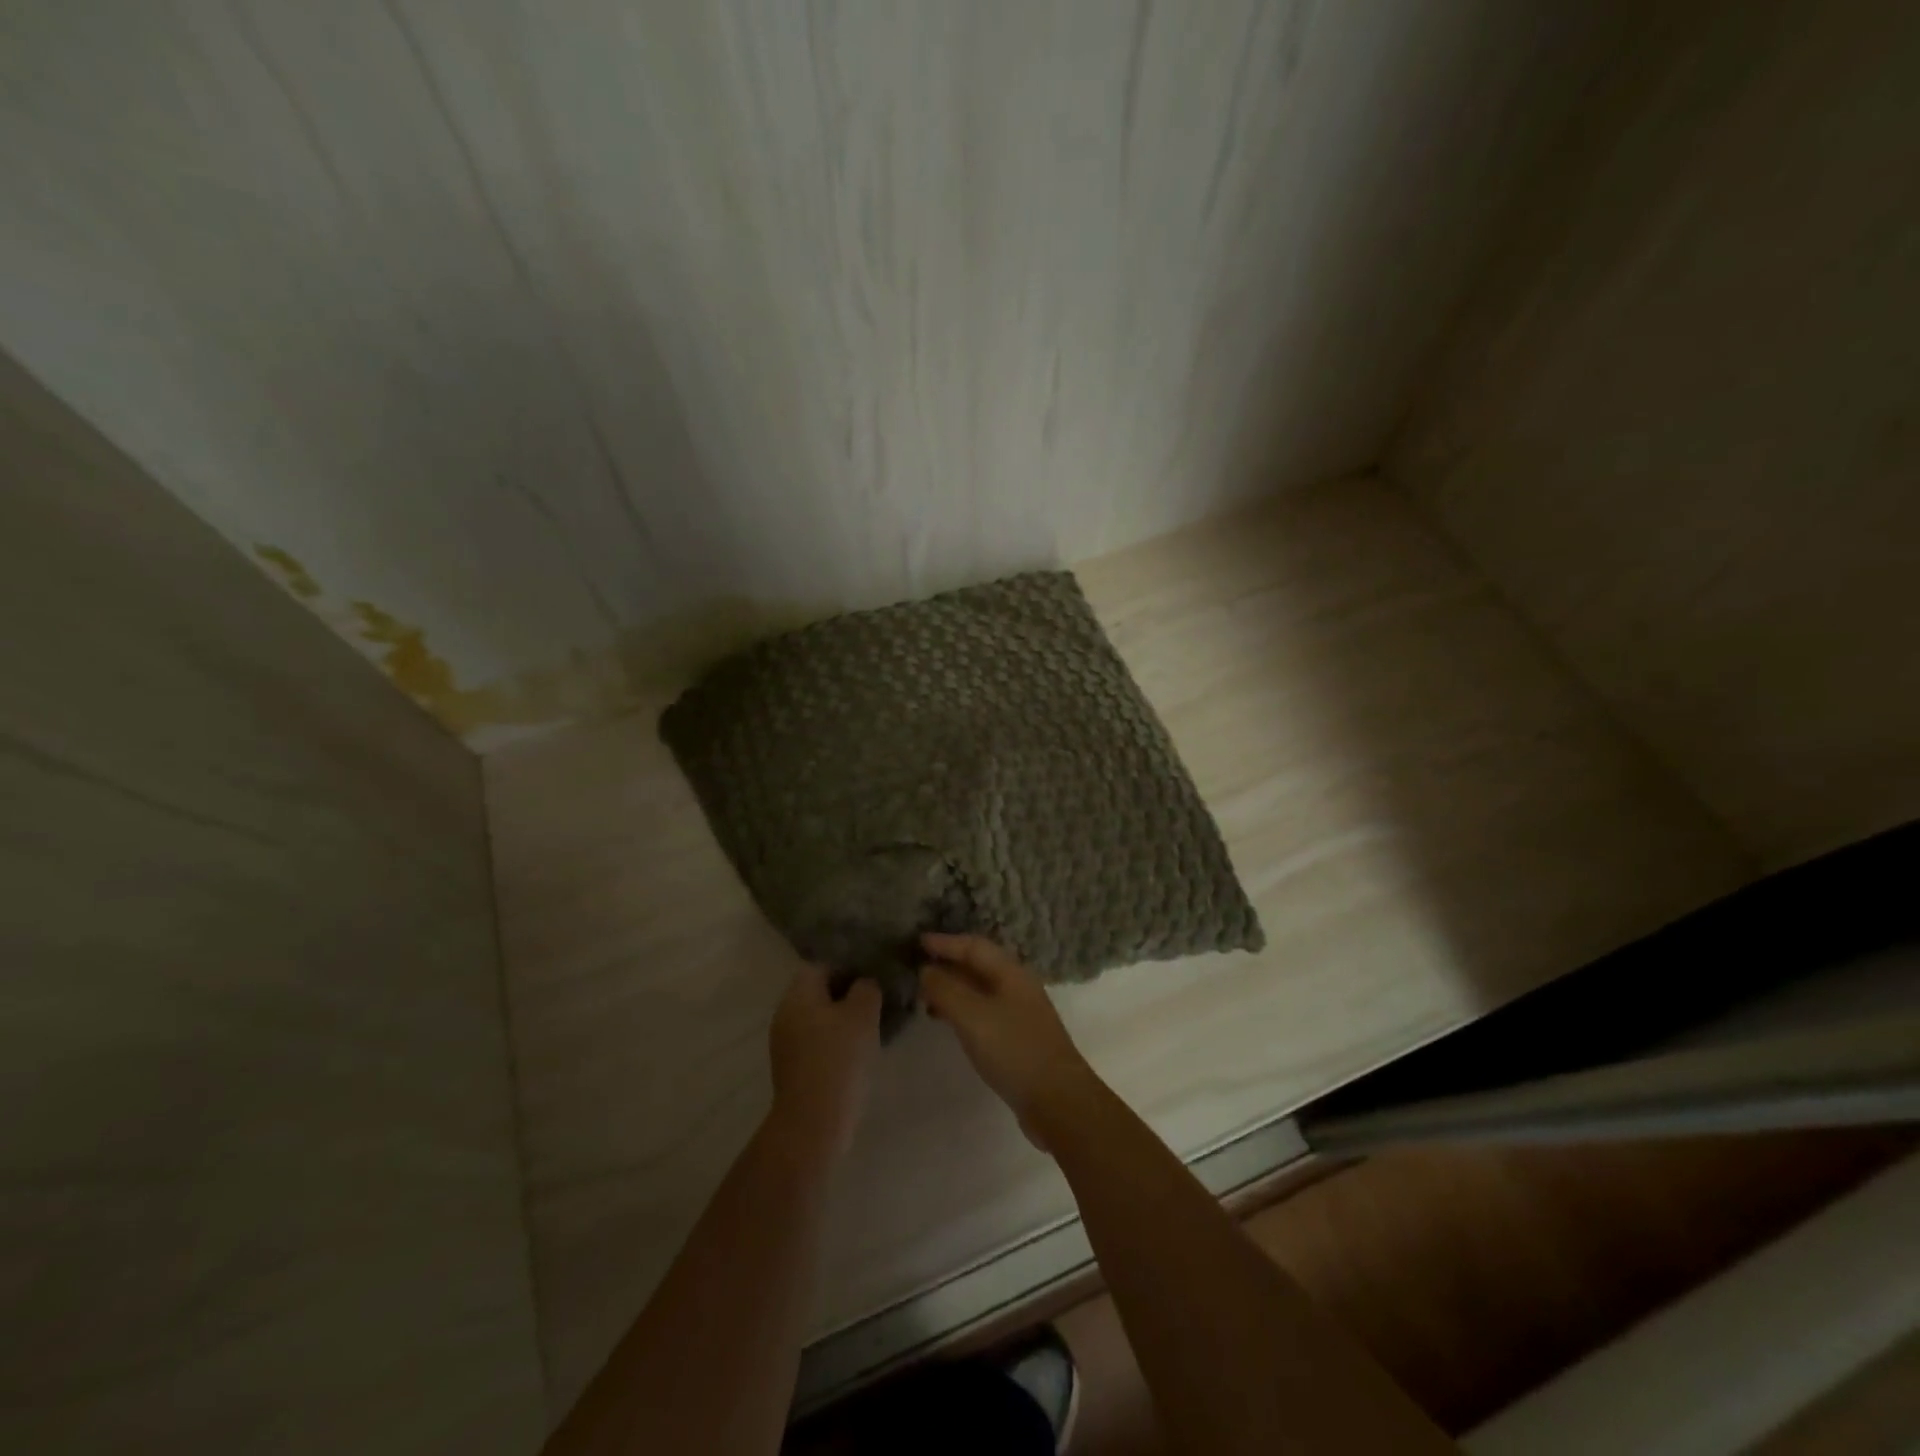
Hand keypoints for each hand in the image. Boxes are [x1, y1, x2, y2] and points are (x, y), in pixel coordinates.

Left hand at [767, 966, 881, 1161]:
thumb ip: (866, 988)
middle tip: (876, 1002)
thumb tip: (864, 984)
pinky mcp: (792, 1068)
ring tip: (871, 1028)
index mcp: (798, 994)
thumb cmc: (839, 1058)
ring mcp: (785, 1042)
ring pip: (818, 1018)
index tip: (873, 978)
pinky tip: (856, 1054)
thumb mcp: (863, 1014)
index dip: (849, 967)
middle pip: (818, 992)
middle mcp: (785, 1013)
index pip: (822, 965)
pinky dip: (834, 1042)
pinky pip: (816, 1042)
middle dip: (847, 995)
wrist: (814, 1122)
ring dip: (842, 1020)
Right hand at [920, 934, 1099, 1149]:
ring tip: (925, 999)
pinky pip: (984, 1012)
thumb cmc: (1014, 1049)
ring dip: (953, 990)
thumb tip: (926, 970)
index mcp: (1011, 972)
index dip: (945, 942)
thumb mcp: (972, 1015)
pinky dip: (963, 1011)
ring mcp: (1020, 1013)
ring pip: (980, 990)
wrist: (1058, 1100)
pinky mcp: (1018, 1038)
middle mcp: (1018, 986)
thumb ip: (946, 989)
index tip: (917, 941)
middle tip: (917, 970)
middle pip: (979, 966)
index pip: (974, 946)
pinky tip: (949, 1024)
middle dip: (948, 964)